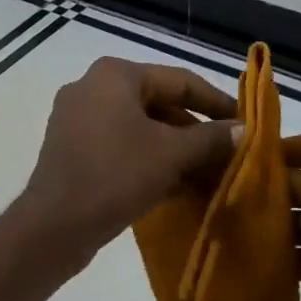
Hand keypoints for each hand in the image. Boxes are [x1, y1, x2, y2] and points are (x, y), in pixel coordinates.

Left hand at [18, 57, 237, 262]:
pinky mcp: (73, 151)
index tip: (245, 124)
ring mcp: (78, 121)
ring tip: (208, 175)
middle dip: (195, 133)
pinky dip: (149, 162)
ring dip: (175, 151)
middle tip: (228, 155)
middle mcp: (92, 89)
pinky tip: (177, 187)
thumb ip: (211, 138)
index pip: (180, 80)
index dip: (217, 103)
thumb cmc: (116, 175)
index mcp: (115, 75)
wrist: (55, 225)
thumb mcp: (172, 154)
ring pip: (140, 130)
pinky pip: (121, 148)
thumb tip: (243, 130)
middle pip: (159, 104)